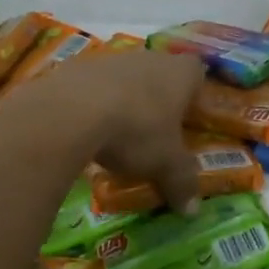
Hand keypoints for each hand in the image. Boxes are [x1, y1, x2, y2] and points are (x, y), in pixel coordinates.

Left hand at [19, 48, 207, 211]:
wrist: (71, 111)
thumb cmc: (136, 131)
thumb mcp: (165, 164)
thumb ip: (182, 183)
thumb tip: (193, 210)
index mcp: (180, 73)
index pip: (197, 72)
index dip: (195, 93)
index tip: (189, 117)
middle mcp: (149, 58)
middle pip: (160, 73)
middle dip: (159, 99)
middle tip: (156, 131)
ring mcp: (111, 58)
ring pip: (126, 77)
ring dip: (125, 99)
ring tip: (118, 133)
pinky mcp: (77, 66)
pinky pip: (94, 85)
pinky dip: (94, 102)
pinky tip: (87, 128)